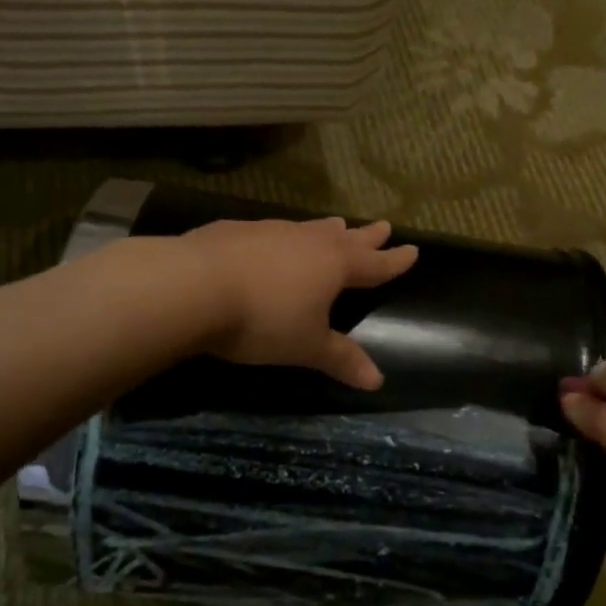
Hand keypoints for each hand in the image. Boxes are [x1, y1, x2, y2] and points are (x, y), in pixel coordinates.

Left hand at [184, 217, 418, 388]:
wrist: (191, 286)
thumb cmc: (263, 320)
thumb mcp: (306, 346)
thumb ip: (341, 359)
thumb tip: (377, 381)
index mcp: (334, 266)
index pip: (374, 265)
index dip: (394, 261)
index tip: (413, 250)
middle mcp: (307, 241)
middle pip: (346, 238)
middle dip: (366, 236)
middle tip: (383, 226)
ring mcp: (271, 231)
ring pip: (309, 228)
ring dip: (326, 229)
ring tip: (336, 224)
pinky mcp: (236, 231)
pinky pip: (273, 231)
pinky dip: (284, 236)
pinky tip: (273, 240)